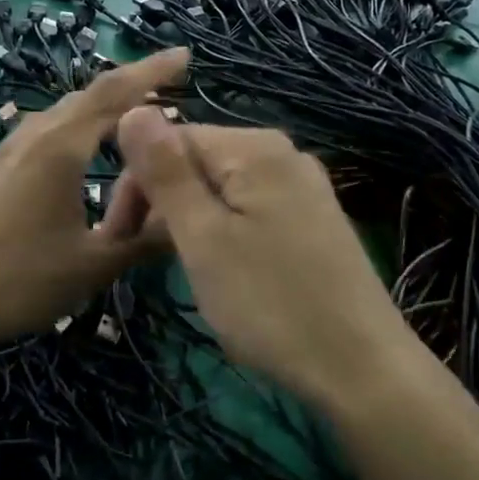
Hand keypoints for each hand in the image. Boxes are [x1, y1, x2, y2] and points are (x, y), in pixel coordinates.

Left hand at [0, 49, 189, 343]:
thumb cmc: (20, 278)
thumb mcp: (93, 264)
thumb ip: (144, 240)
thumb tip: (189, 222)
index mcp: (62, 145)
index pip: (116, 92)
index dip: (153, 70)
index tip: (186, 55)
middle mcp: (37, 133)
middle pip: (91, 94)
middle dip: (133, 84)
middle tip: (172, 85)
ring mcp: (13, 148)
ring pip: (68, 111)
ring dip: (105, 105)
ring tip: (138, 113)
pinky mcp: (1, 167)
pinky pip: (52, 129)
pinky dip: (82, 125)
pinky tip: (87, 147)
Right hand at [108, 109, 421, 410]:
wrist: (364, 371)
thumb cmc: (270, 303)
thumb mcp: (203, 237)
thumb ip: (165, 171)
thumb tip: (133, 109)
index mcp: (254, 147)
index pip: (170, 139)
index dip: (135, 184)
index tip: (115, 238)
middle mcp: (282, 154)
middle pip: (197, 161)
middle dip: (161, 202)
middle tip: (137, 258)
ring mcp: (303, 187)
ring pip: (221, 189)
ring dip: (188, 221)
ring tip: (178, 269)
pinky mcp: (313, 220)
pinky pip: (249, 209)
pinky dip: (221, 231)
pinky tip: (220, 270)